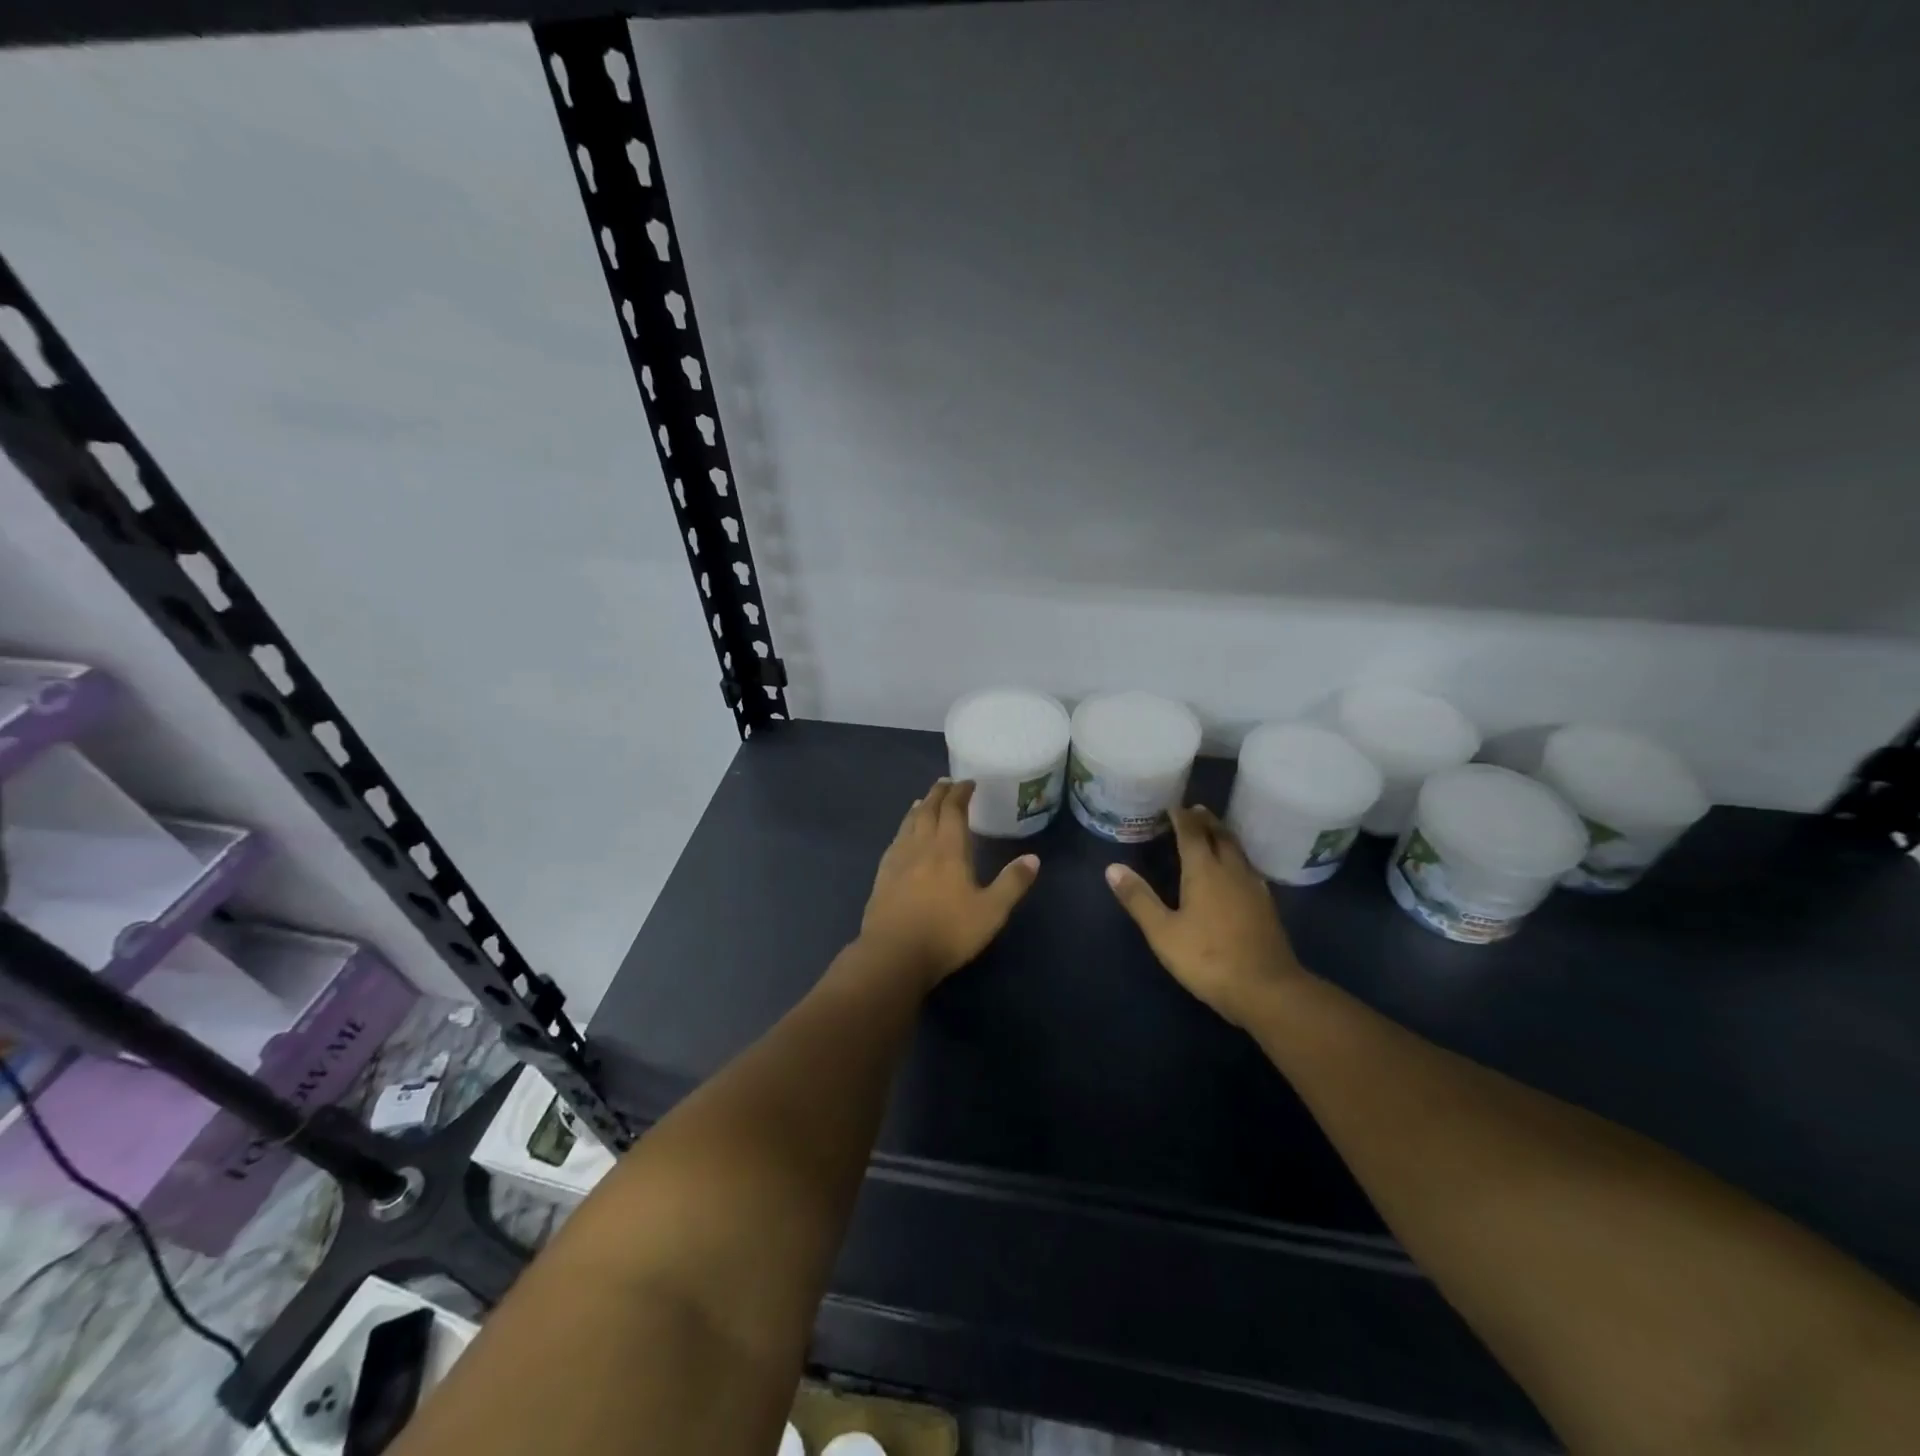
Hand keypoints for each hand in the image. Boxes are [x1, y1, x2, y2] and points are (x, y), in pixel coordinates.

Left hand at [858, 779, 1040, 990]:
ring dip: (919, 808)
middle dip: (938, 794)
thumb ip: (1012, 883)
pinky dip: (903, 828)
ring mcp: (898, 860)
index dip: (961, 793)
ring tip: (925, 801)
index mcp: (949, 850)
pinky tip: (903, 836)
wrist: (894, 954)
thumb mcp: (991, 912)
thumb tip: (1033, 858)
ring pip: (909, 823)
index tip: (968, 783)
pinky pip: (895, 841)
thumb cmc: (947, 932)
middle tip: (946, 783)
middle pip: (928, 810)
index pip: (953, 810)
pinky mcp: (882, 876)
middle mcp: (921, 846)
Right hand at [1106, 805, 1305, 1027]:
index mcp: (1205, 871)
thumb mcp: (1163, 932)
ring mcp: (1253, 888)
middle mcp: (1232, 871)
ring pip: (1238, 851)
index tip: (1173, 805)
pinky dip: (1236, 857)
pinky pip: (1248, 868)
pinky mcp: (1266, 906)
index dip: (1182, 817)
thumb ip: (1139, 899)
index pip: (1193, 834)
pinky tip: (1234, 870)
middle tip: (1194, 810)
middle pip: (1220, 835)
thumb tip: (1112, 868)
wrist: (1267, 989)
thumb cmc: (1208, 958)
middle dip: (1206, 821)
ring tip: (1213, 831)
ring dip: (1223, 836)